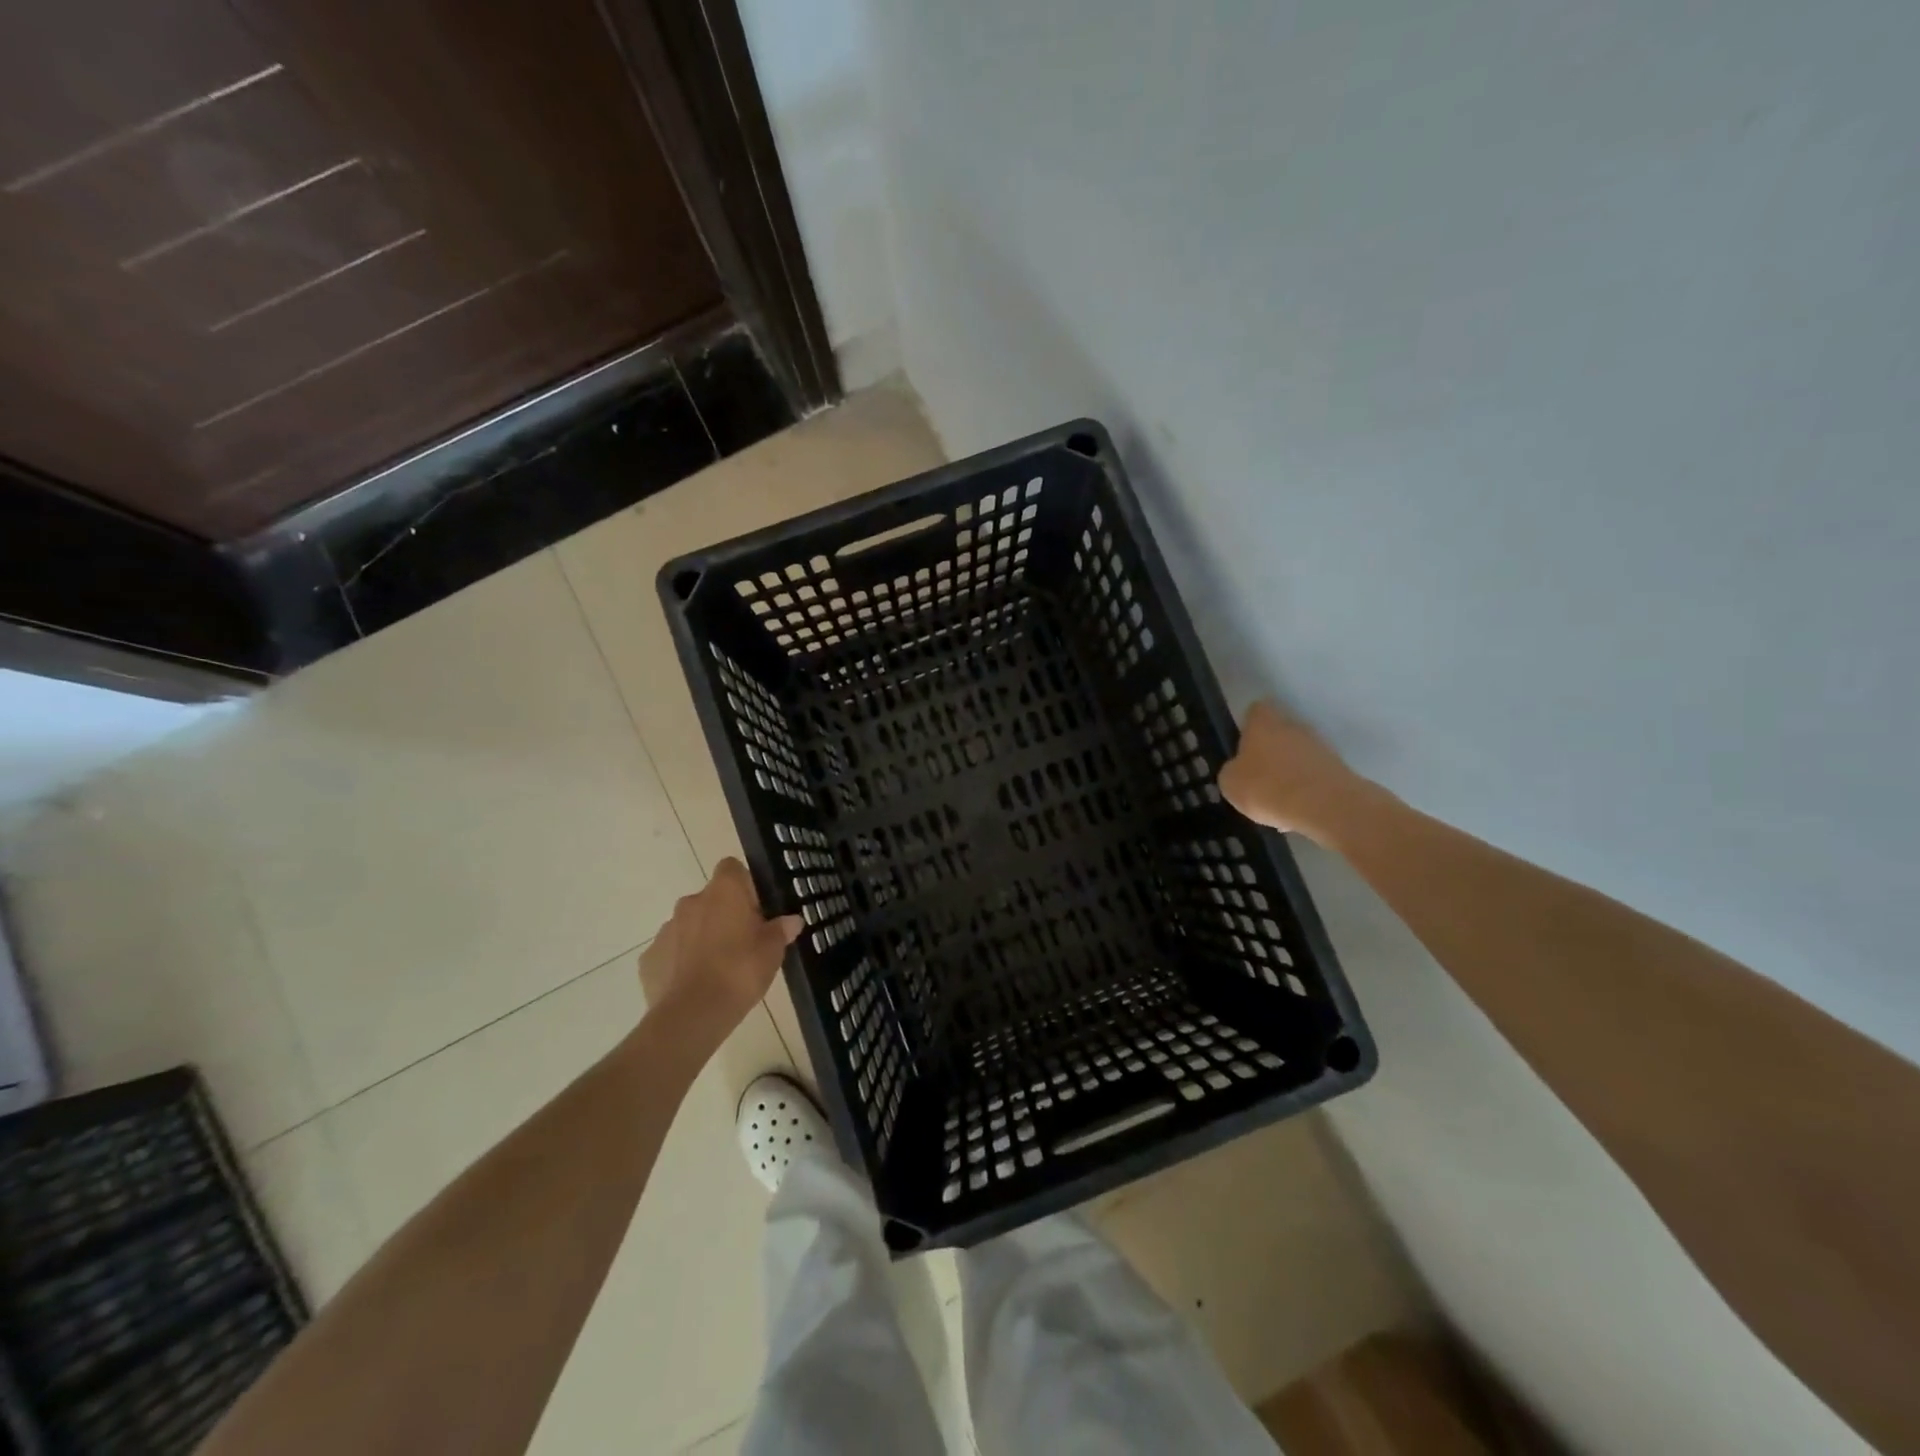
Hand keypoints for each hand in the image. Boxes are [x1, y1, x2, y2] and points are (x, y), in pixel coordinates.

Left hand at [639, 859, 802, 1039]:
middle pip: (711, 898)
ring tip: (718, 969)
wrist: (691, 1015)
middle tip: (743, 943)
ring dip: (702, 938)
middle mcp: (691, 902)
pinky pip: (671, 952)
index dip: (744, 885)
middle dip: (724, 915)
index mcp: (723, 892)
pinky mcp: (650, 958)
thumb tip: (792, 920)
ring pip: (690, 925)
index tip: (756, 909)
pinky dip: (682, 962)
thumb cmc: (740, 971)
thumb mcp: (773, 951)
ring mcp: (666, 929)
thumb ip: (781, 930)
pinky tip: (695, 985)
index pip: (732, 867)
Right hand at [1218, 700, 1367, 840]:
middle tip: (1257, 776)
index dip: (1248, 726)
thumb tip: (1238, 769)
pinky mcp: (1338, 768)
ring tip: (1277, 799)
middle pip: (1279, 732)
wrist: (1326, 806)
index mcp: (1264, 723)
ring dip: (1289, 770)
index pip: (1256, 711)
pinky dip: (1305, 788)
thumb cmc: (1268, 787)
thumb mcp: (1230, 783)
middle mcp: (1294, 726)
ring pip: (1298, 754)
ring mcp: (1320, 746)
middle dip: (1269, 750)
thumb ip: (1232, 770)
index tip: (1242, 745)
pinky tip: (1297, 809)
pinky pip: (1313, 774)